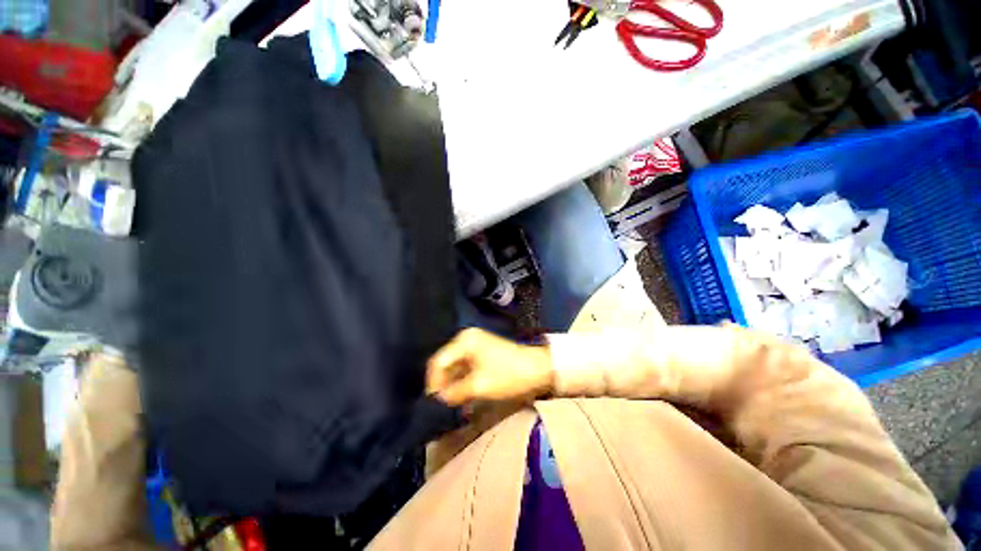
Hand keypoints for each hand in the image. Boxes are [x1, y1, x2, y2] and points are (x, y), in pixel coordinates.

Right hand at [426, 328, 553, 405]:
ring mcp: (475, 346)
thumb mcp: (479, 385)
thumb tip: (437, 401)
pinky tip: (462, 399)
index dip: (433, 383)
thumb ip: (454, 393)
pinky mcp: (482, 355)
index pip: (438, 362)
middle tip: (441, 406)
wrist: (538, 369)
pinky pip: (465, 369)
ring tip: (451, 406)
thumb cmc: (507, 374)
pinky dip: (463, 383)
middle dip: (443, 385)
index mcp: (464, 341)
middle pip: (446, 364)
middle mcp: (466, 340)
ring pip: (455, 368)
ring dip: (453, 386)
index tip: (433, 404)